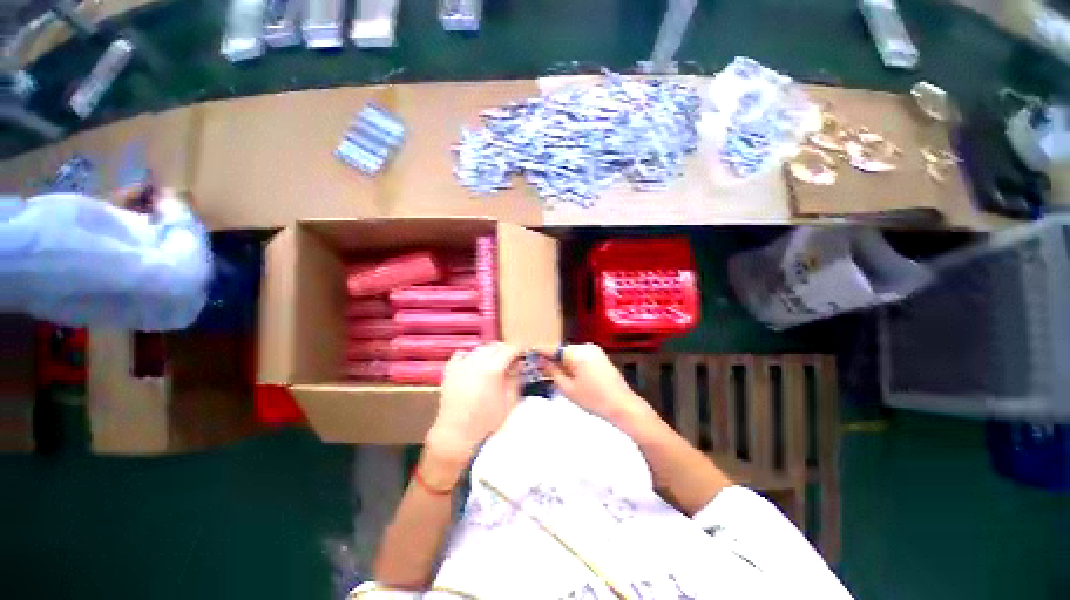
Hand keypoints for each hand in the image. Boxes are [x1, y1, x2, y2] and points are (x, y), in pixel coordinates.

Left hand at [425, 343, 522, 465]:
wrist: (456, 435)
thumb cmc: (487, 423)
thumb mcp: (510, 402)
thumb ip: (516, 379)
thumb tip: (519, 366)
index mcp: (493, 368)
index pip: (510, 349)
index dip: (520, 349)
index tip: (524, 351)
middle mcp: (476, 361)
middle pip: (495, 346)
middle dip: (505, 350)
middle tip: (512, 359)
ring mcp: (461, 364)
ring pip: (479, 348)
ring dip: (490, 352)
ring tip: (494, 362)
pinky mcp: (450, 370)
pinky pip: (462, 354)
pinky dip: (470, 356)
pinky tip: (474, 365)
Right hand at [536, 343, 657, 430]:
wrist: (623, 406)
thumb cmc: (593, 400)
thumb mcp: (567, 388)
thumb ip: (552, 371)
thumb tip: (540, 361)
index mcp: (577, 352)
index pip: (552, 348)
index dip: (539, 351)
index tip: (528, 354)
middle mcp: (586, 346)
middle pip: (562, 350)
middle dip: (552, 358)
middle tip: (541, 370)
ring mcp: (595, 350)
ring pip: (571, 353)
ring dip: (562, 361)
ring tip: (555, 375)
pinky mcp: (600, 356)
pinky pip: (581, 356)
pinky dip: (573, 363)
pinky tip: (571, 375)